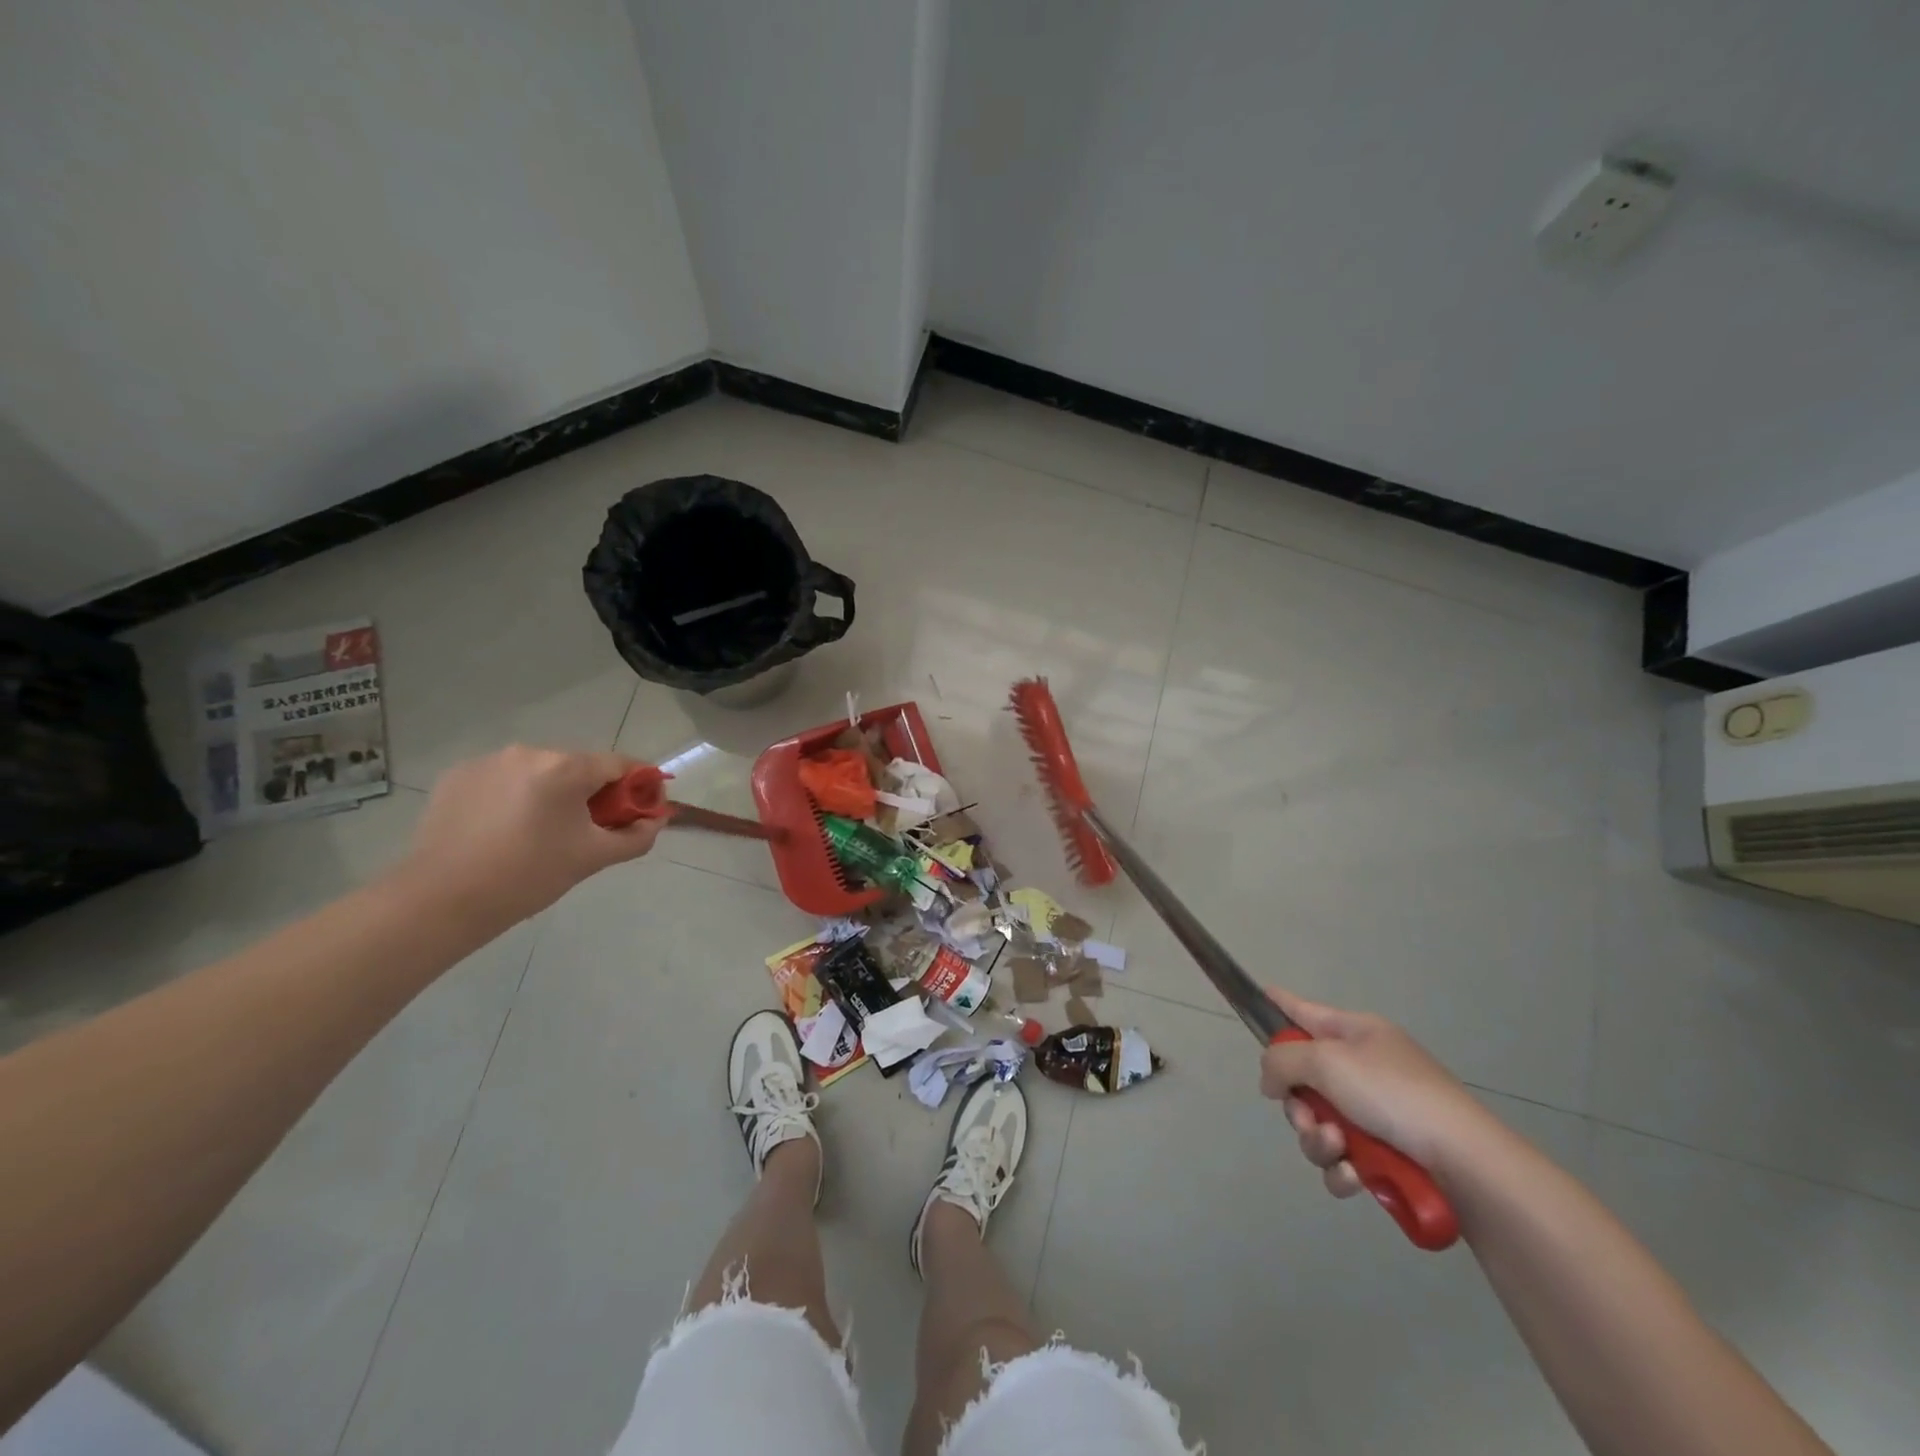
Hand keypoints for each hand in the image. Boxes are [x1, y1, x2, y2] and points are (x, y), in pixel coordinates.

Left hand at [396, 747, 664, 927]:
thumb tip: (656, 820)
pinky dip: (515, 798)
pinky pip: (504, 780)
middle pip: (578, 767)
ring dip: (552, 794)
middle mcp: (528, 752)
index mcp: (565, 767)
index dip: (639, 784)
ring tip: (543, 834)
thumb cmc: (528, 876)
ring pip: (539, 773)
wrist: (440, 900)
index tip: (644, 808)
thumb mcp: (593, 858)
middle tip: (592, 830)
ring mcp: (488, 761)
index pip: (619, 764)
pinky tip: (506, 831)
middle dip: (593, 793)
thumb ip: (636, 836)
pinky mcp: (457, 776)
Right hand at [1259, 988, 1500, 1198]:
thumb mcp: (1327, 1061)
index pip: (1304, 1010)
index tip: (1256, 997)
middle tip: (1308, 1119)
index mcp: (1356, 1033)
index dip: (1277, 1004)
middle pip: (1304, 1079)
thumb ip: (1282, 1060)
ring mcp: (1378, 1113)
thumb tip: (1272, 1080)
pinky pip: (1343, 1158)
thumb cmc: (1394, 1095)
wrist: (1467, 1164)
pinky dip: (1341, 1169)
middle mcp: (1365, 1067)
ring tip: (1338, 1150)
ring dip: (1318, 1140)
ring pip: (1319, 1124)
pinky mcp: (1388, 1155)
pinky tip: (1353, 1177)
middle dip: (1298, 1106)